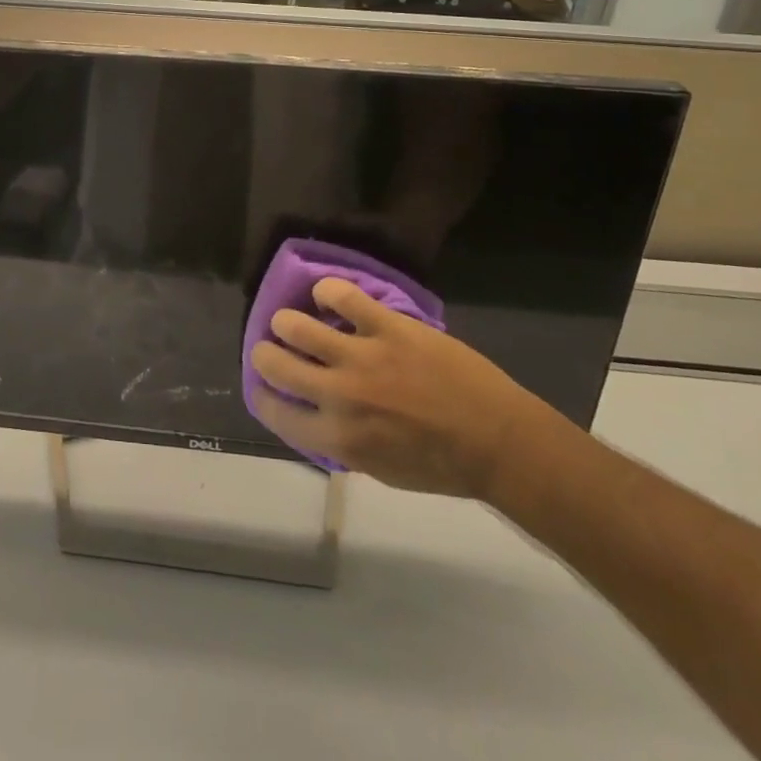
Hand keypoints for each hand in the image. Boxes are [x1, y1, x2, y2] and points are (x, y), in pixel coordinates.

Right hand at [249, 278, 562, 499]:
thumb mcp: (379, 468)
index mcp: (337, 438)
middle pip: (272, 362)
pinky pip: (341, 295)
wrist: (498, 442)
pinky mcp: (387, 326)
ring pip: (295, 323)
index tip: (265, 386)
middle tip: (273, 348)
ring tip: (295, 321)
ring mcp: (361, 356)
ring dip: (288, 322)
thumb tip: (313, 415)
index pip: (274, 411)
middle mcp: (338, 395)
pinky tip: (329, 296)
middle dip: (265, 353)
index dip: (262, 395)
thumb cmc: (441, 465)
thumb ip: (339, 441)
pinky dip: (328, 292)